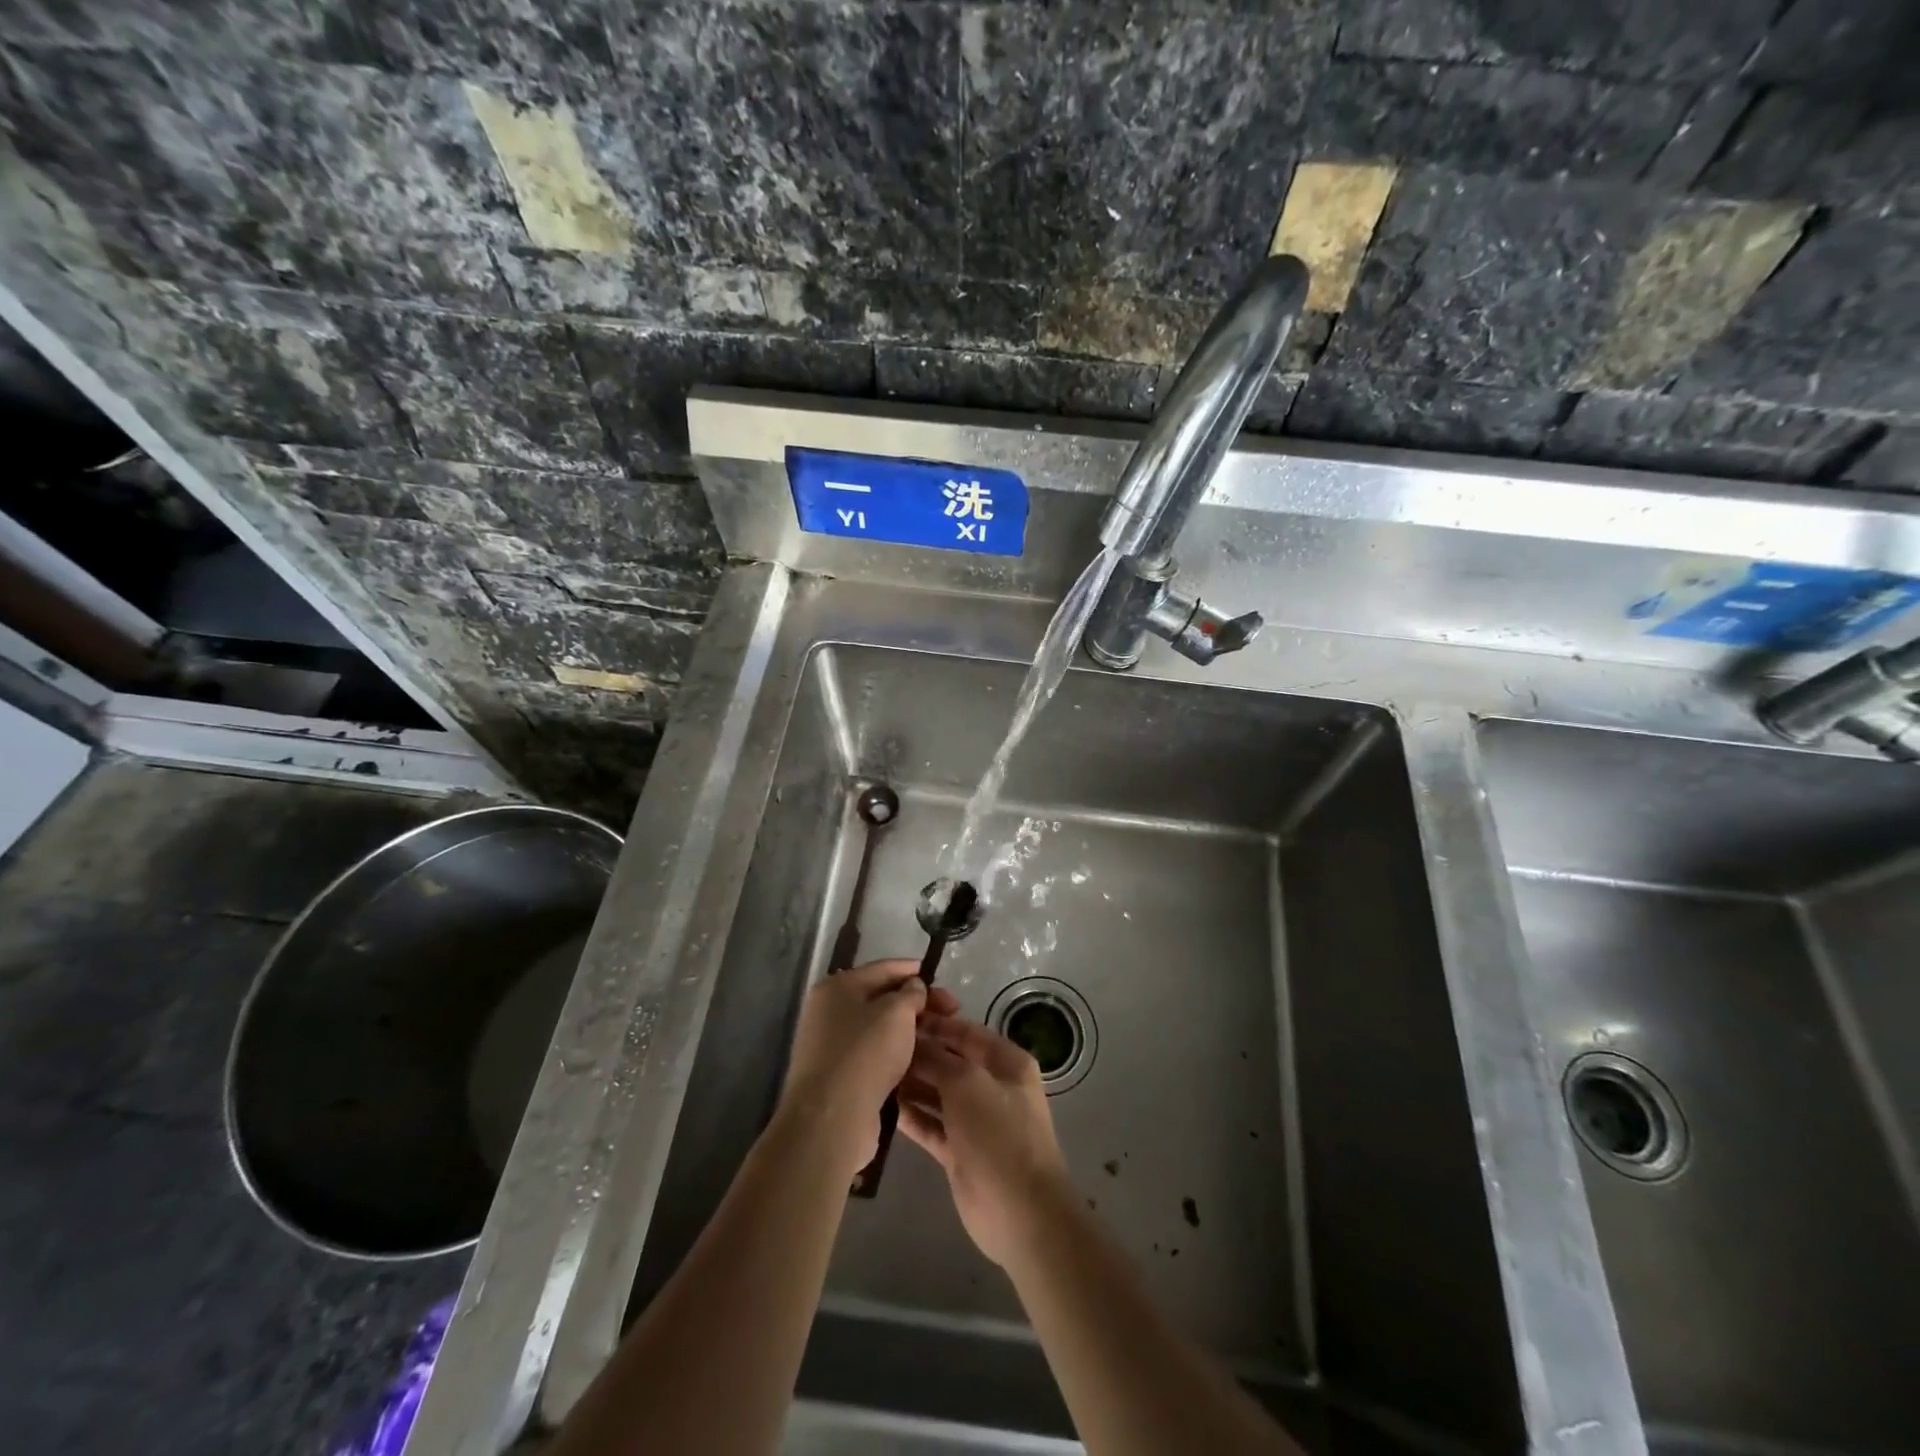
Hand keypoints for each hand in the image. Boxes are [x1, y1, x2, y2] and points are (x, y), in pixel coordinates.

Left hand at [778, 960, 928, 1179]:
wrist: (831, 1119)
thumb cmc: (865, 1054)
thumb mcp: (897, 1013)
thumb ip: (911, 993)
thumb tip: (913, 987)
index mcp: (837, 987)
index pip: (883, 968)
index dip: (914, 970)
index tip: (941, 979)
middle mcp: (829, 1011)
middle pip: (881, 999)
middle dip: (917, 1003)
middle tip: (951, 1012)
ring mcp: (831, 1045)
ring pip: (879, 1029)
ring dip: (908, 1031)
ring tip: (939, 1037)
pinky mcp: (838, 1076)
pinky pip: (874, 1055)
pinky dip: (895, 1054)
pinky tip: (919, 1061)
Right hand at [897, 1012, 1070, 1265]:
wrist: (1020, 1212)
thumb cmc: (999, 1133)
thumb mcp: (968, 1083)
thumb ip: (937, 1059)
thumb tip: (912, 1040)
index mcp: (1006, 1062)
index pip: (966, 1032)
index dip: (935, 1023)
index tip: (900, 1016)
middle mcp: (991, 1086)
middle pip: (949, 1061)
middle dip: (918, 1054)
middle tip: (877, 1046)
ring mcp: (975, 1120)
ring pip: (937, 1093)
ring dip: (910, 1084)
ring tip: (873, 1073)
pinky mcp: (959, 1150)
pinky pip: (930, 1124)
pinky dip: (910, 1116)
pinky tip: (882, 1106)